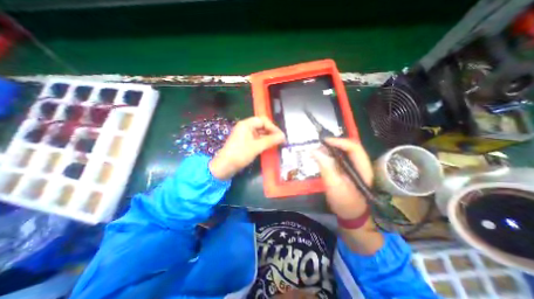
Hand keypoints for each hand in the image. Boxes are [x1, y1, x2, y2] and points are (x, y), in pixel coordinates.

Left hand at [208, 116, 285, 179]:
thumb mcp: (257, 147)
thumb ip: (271, 140)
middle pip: (262, 126)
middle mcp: (245, 127)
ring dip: (268, 137)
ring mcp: (244, 135)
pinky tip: (269, 146)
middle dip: (271, 132)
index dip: (273, 127)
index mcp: (246, 124)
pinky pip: (256, 139)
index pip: (263, 120)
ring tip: (277, 144)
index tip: (280, 136)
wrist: (225, 166)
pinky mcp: (244, 142)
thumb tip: (283, 136)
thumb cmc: (240, 154)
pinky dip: (263, 142)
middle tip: (280, 140)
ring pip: (259, 133)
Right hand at [311, 138, 371, 219]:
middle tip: (319, 145)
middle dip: (334, 143)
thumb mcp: (334, 187)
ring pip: (344, 151)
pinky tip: (322, 157)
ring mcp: (355, 166)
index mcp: (363, 168)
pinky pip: (339, 157)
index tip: (324, 141)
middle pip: (349, 147)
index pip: (354, 147)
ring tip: (318, 150)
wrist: (352, 216)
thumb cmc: (345, 203)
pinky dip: (330, 155)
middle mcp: (361, 164)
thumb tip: (315, 151)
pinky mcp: (348, 169)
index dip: (339, 141)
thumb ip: (326, 168)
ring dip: (331, 148)